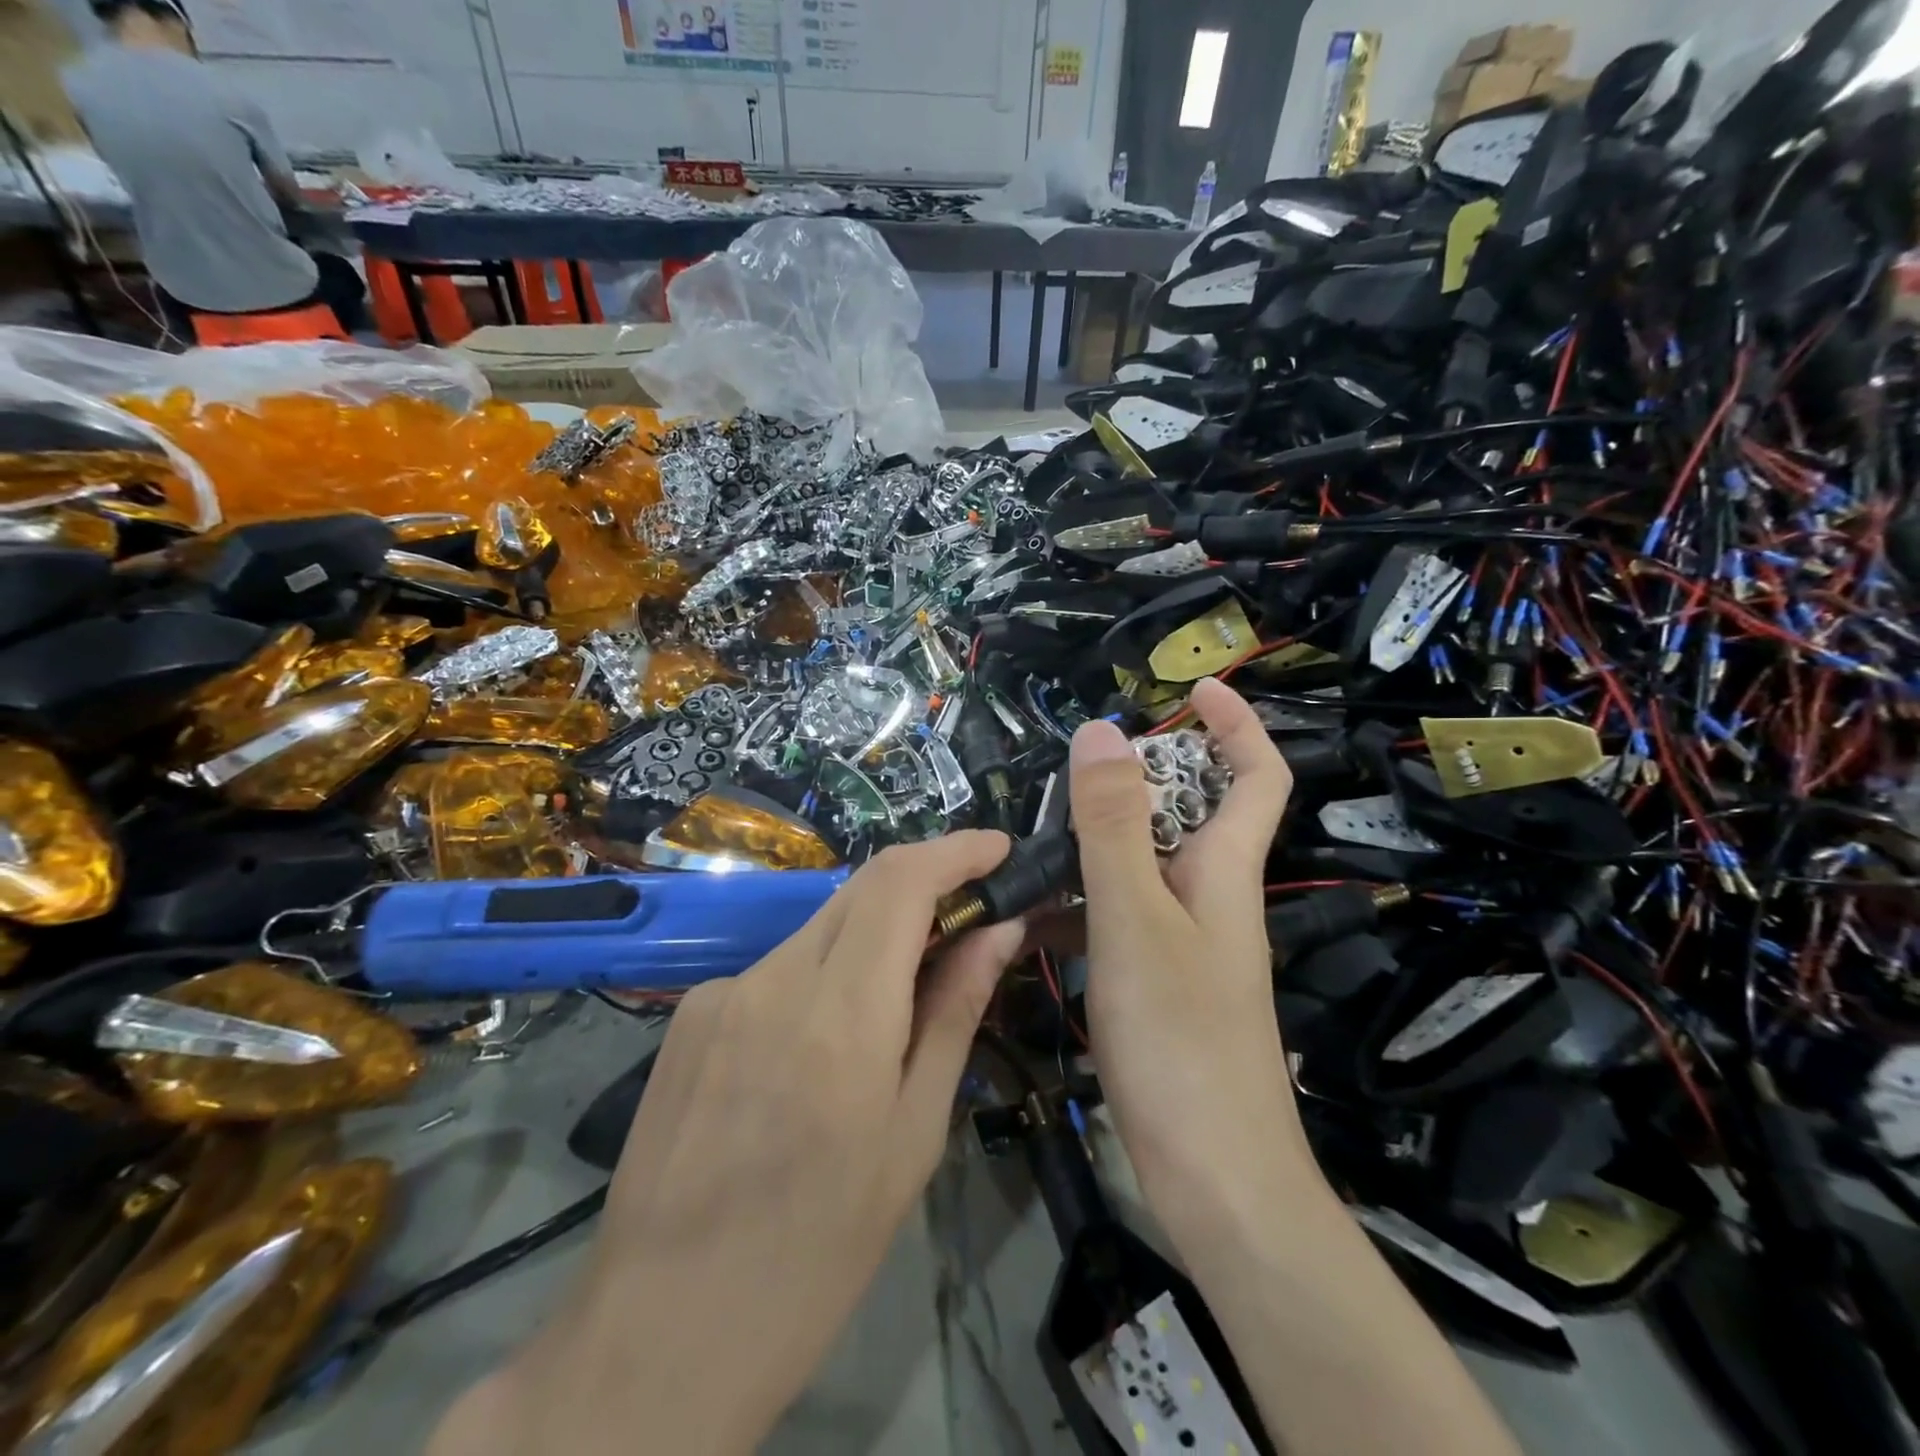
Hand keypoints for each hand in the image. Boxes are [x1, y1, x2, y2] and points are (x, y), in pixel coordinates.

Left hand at [466, 834, 1024, 1455]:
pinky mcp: (689, 1014)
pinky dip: (822, 976)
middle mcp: (773, 980)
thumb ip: (954, 1012)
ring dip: (873, 938)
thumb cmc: (817, 1252)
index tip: (999, 850)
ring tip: (899, 1000)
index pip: (901, 882)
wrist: (657, 1337)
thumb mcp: (912, 1136)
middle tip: (970, 917)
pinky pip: (777, 969)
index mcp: (840, 1017)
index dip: (956, 850)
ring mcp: (721, 992)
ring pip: (820, 928)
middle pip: (862, 889)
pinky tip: (821, 1047)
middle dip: (924, 885)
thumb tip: (998, 929)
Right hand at [1068, 678, 1313, 1245]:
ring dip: (1098, 840)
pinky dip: (1079, 901)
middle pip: (1188, 814)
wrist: (1213, 1179)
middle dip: (1141, 777)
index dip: (1236, 724)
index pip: (1256, 777)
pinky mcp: (1156, 982)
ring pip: (1143, 865)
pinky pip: (1117, 916)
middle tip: (1075, 768)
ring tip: (1035, 833)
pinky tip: (1029, 912)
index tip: (1193, 686)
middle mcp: (1211, 897)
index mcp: (1225, 870)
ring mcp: (1183, 942)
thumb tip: (1102, 731)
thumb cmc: (1181, 1039)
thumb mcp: (1134, 919)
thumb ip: (1114, 826)